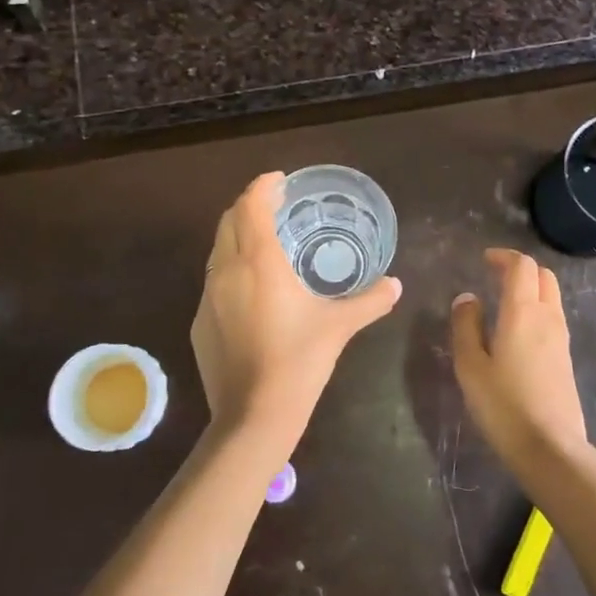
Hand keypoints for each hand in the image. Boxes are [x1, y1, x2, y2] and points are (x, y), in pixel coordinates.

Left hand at [191, 172, 402, 449]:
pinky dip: (230, 269)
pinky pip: (213, 281)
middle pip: (229, 220)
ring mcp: (207, 297)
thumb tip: (396, 285)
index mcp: (259, 261)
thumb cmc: (300, 362)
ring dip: (237, 236)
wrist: (253, 416)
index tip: (279, 179)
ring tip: (263, 241)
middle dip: (249, 206)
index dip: (263, 185)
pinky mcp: (199, 322)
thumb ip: (370, 301)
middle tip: (274, 205)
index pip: (252, 205)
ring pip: (218, 250)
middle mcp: (227, 270)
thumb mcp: (339, 326)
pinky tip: (250, 289)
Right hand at [450, 248, 587, 475]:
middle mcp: (546, 316)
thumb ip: (466, 326)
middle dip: (520, 268)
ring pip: (552, 296)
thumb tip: (468, 298)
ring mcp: (561, 337)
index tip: (485, 260)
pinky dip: (538, 308)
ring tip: (505, 301)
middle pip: (543, 275)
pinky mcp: (566, 358)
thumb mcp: (470, 366)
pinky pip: (554, 317)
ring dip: (532, 288)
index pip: (521, 266)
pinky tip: (519, 330)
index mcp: (521, 311)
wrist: (551, 448)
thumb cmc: (503, 405)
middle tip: (495, 275)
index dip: (503, 256)